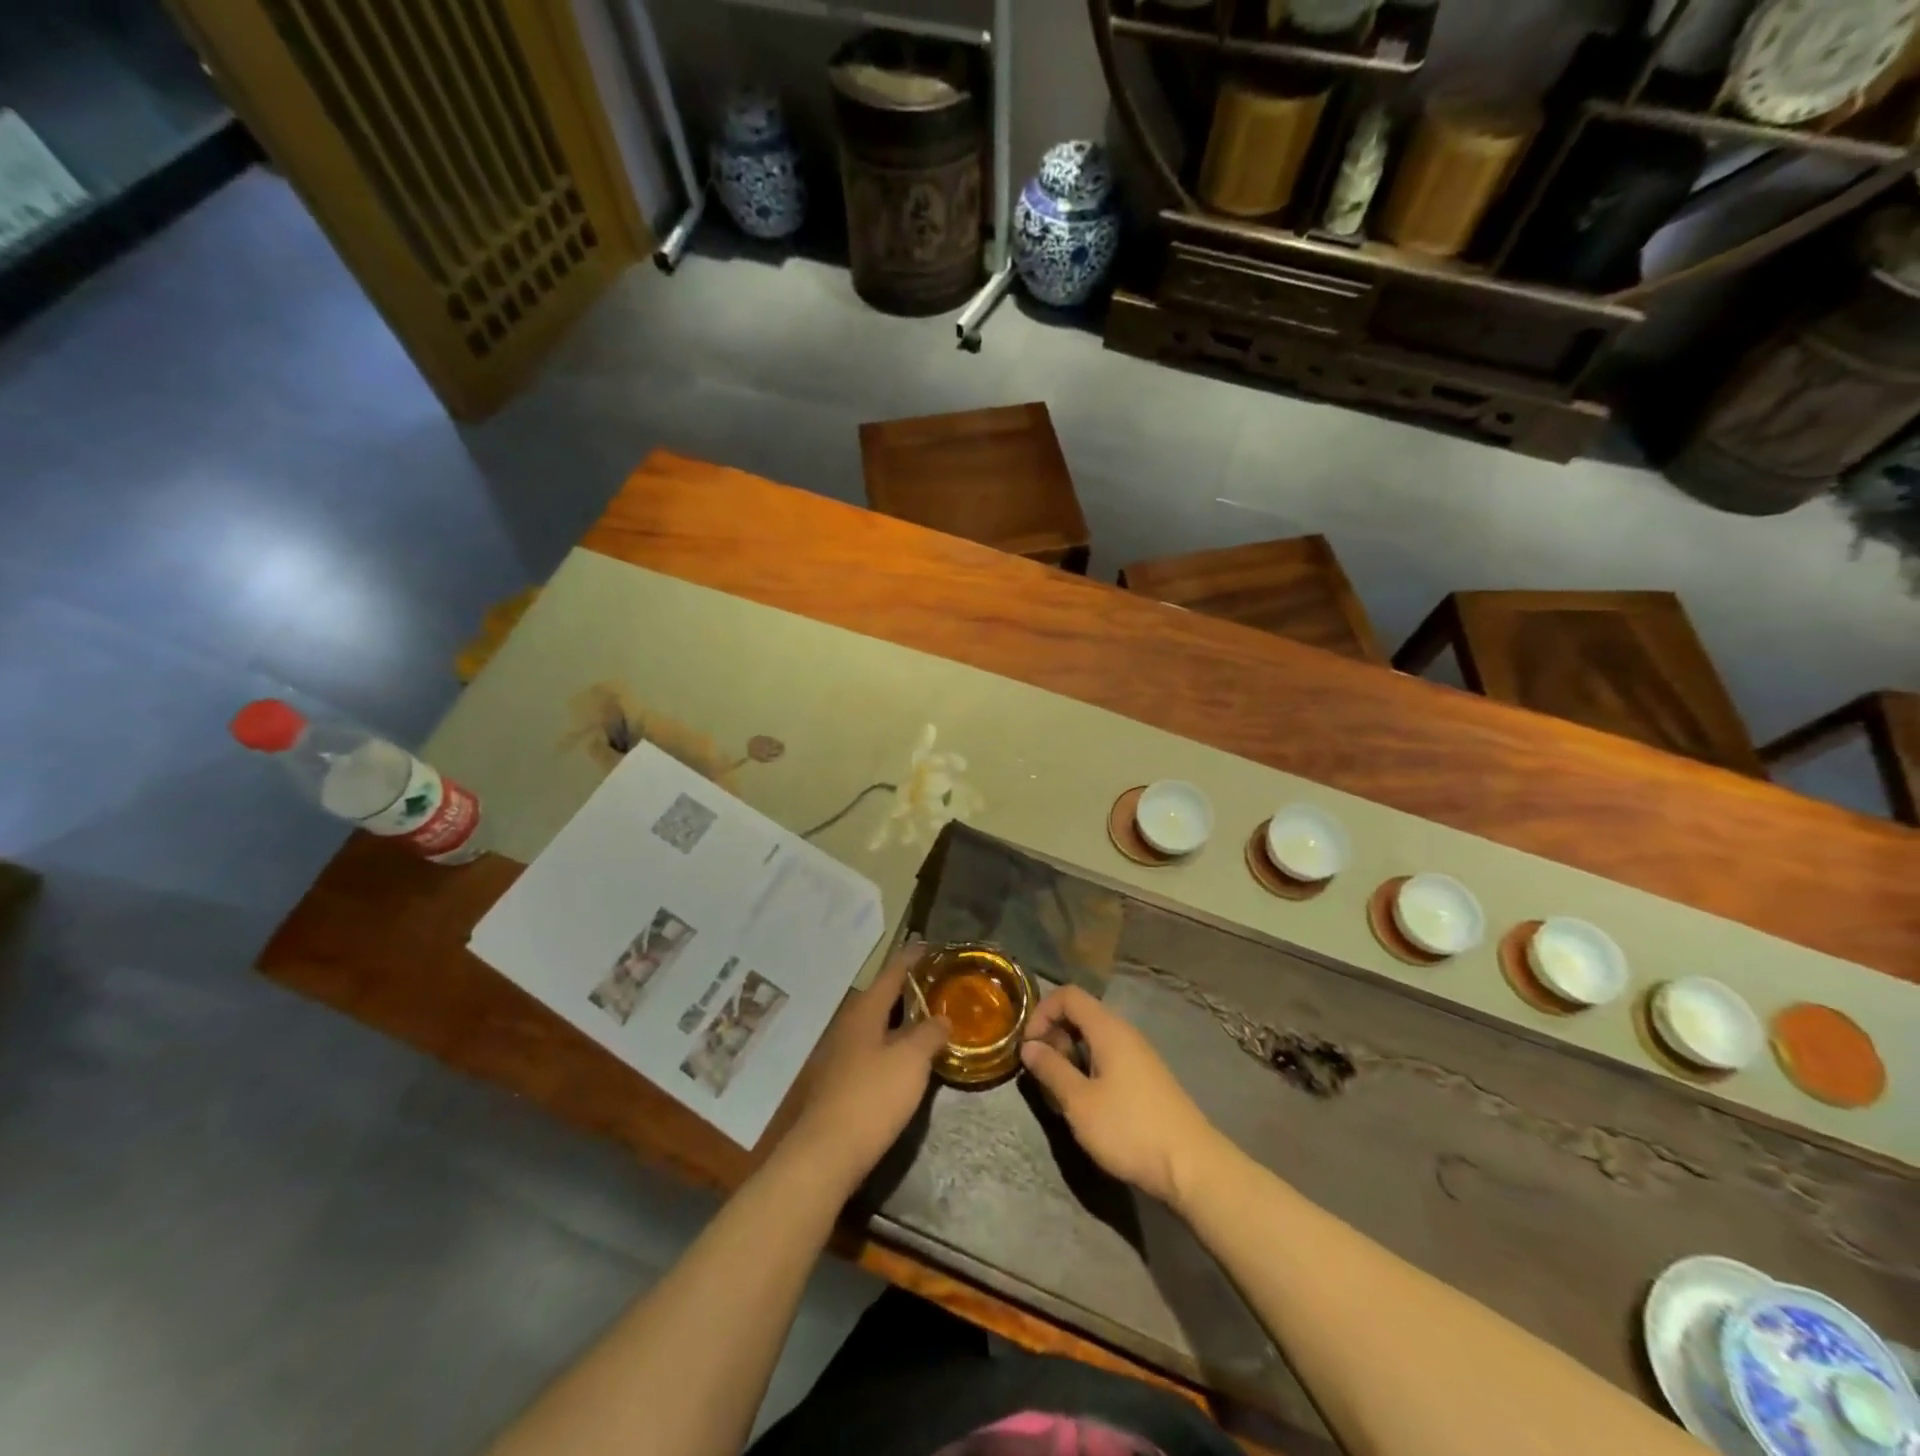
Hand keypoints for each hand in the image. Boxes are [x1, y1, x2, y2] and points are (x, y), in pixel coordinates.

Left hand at [783, 946, 948, 1193]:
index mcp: (865, 1011)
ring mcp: (840, 1054)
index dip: (912, 958)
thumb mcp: (912, 1060)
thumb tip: (943, 1018)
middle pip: (881, 997)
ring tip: (928, 1018)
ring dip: (900, 1019)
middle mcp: (849, 1024)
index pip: (892, 972)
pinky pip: (872, 1048)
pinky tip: (906, 1057)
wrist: (826, 1153)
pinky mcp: (840, 1081)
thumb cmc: (872, 1097)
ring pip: (876, 1024)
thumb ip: (930, 1034)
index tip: (930, 945)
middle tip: (937, 983)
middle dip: (908, 989)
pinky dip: (892, 1043)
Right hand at [1020, 984, 1224, 1208]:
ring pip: (1094, 1039)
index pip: (1068, 995)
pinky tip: (1087, 1104)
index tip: (1029, 1047)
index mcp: (1108, 1029)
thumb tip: (1029, 1046)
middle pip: (1081, 1015)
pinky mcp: (1146, 1078)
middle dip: (1055, 1036)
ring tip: (1061, 1092)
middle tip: (1044, 1073)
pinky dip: (1089, 1069)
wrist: (1192, 1166)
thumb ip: (1052, 1069)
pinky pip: (1109, 1058)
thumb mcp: (1080, 1102)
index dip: (1042, 1013)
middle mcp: (1125, 1033)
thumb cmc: (1129, 1129)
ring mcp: (1139, 1055)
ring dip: (1071, 1056)